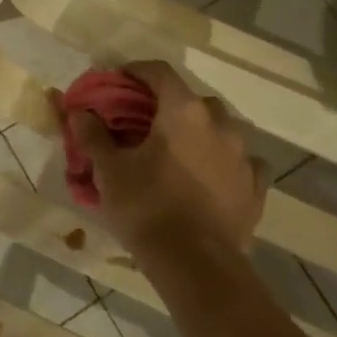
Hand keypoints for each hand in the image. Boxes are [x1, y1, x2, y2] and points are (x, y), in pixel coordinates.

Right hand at [64, 61, 266, 260]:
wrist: (195, 265)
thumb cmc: (147, 208)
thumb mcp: (109, 171)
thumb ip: (93, 136)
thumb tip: (80, 112)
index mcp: (183, 111)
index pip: (159, 72)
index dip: (136, 71)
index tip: (118, 81)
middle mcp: (219, 124)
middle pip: (191, 100)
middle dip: (168, 105)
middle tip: (145, 123)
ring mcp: (243, 155)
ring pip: (220, 129)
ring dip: (200, 132)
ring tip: (178, 152)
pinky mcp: (256, 188)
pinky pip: (242, 163)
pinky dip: (225, 163)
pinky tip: (213, 177)